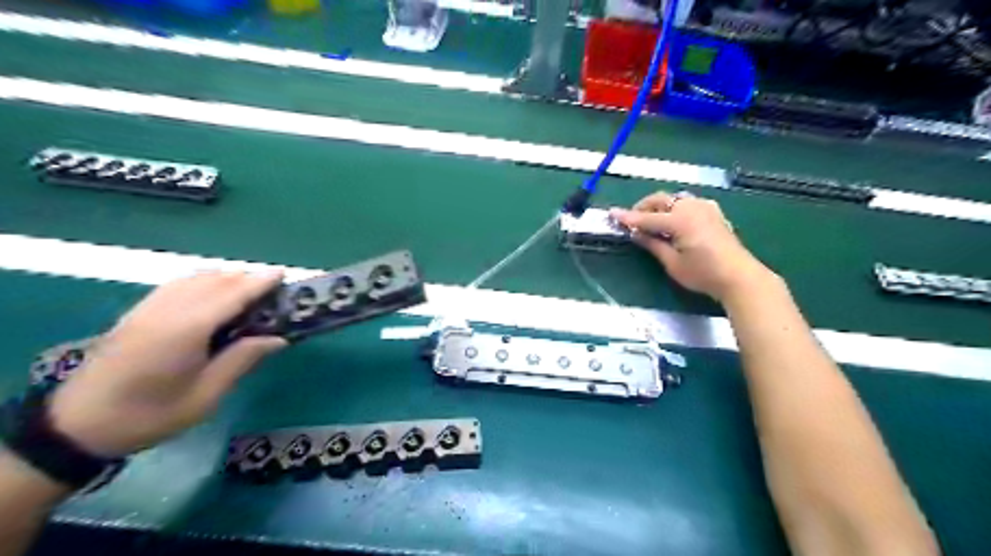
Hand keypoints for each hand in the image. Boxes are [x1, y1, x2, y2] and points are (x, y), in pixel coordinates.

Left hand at [49, 272, 286, 458]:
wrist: (75, 426)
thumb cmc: (149, 416)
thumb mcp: (205, 396)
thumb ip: (241, 360)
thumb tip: (277, 338)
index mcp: (186, 331)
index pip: (230, 295)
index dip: (258, 283)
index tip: (282, 274)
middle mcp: (166, 311)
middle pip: (213, 281)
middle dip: (246, 278)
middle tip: (273, 290)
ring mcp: (147, 310)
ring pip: (193, 279)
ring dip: (225, 278)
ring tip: (248, 290)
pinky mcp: (136, 314)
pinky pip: (176, 285)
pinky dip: (202, 282)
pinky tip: (212, 294)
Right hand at [612, 191, 773, 304]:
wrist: (739, 276)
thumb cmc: (703, 274)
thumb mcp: (672, 263)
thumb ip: (653, 244)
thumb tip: (635, 234)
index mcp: (680, 219)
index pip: (647, 217)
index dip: (628, 218)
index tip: (611, 214)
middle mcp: (691, 207)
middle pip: (660, 200)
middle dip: (643, 208)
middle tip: (632, 221)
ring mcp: (704, 207)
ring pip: (674, 199)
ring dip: (659, 207)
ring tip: (651, 223)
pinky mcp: (713, 212)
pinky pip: (687, 203)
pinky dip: (674, 208)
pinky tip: (672, 222)